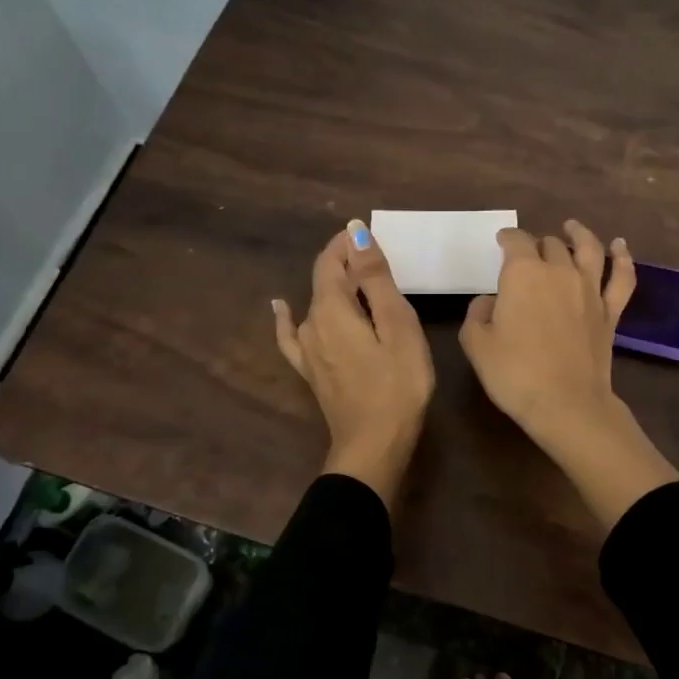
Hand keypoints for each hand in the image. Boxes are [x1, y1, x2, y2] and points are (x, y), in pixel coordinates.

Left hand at [274, 220, 434, 502]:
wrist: (374, 445)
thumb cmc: (397, 384)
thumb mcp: (397, 325)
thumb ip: (375, 278)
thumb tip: (355, 234)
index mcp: (331, 308)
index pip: (331, 260)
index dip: (348, 243)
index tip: (371, 234)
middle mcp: (310, 323)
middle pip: (323, 280)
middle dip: (346, 262)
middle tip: (377, 257)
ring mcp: (306, 349)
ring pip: (316, 303)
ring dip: (334, 285)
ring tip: (356, 277)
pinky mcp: (310, 370)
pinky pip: (292, 334)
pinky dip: (287, 317)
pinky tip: (280, 308)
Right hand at [460, 220, 678, 528]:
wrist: (566, 404)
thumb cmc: (515, 374)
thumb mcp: (477, 344)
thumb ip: (477, 314)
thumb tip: (489, 301)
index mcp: (524, 273)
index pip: (515, 241)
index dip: (507, 238)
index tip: (500, 242)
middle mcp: (559, 271)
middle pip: (549, 244)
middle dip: (537, 244)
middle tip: (528, 253)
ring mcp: (590, 290)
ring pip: (588, 249)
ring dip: (579, 234)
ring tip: (572, 227)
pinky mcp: (610, 312)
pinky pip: (621, 278)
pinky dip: (623, 258)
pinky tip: (620, 247)